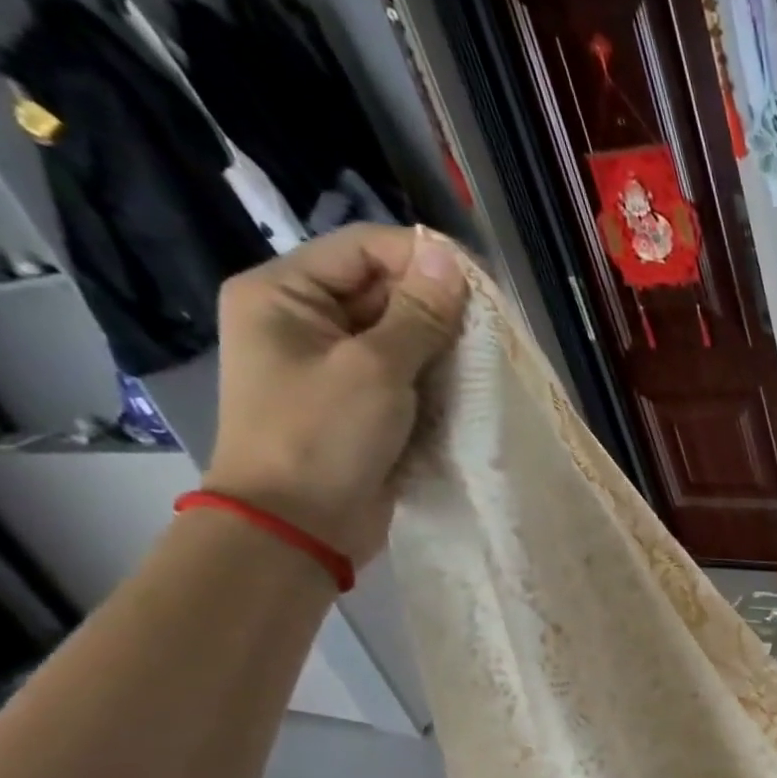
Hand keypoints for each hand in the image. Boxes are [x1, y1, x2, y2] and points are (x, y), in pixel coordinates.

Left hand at [205, 224, 468, 563]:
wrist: (299, 527)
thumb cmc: (323, 437)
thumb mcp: (374, 368)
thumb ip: (417, 314)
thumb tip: (447, 258)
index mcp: (285, 294)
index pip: (363, 250)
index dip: (423, 258)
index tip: (482, 287)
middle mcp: (305, 322)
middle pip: (383, 292)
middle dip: (438, 308)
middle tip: (491, 331)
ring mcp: (333, 367)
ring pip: (400, 337)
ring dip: (443, 347)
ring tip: (486, 361)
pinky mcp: (360, 406)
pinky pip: (404, 377)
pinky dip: (436, 380)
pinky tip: (468, 390)